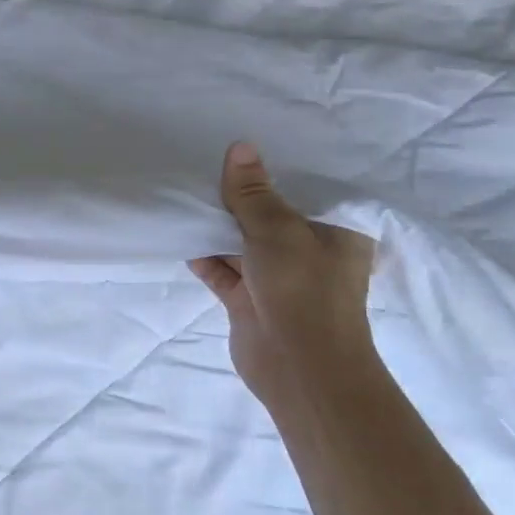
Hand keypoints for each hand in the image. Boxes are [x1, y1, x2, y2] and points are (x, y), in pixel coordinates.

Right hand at [190, 142, 378, 411]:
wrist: (299, 367)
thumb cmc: (303, 290)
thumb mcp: (277, 230)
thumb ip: (252, 192)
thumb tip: (240, 146)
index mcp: (334, 232)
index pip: (306, 191)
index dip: (275, 170)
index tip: (242, 147)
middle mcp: (308, 252)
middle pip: (268, 215)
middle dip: (238, 198)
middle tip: (201, 167)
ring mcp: (277, 278)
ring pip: (241, 243)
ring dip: (215, 227)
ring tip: (183, 196)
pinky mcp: (248, 300)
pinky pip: (222, 270)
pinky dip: (203, 256)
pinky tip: (180, 236)